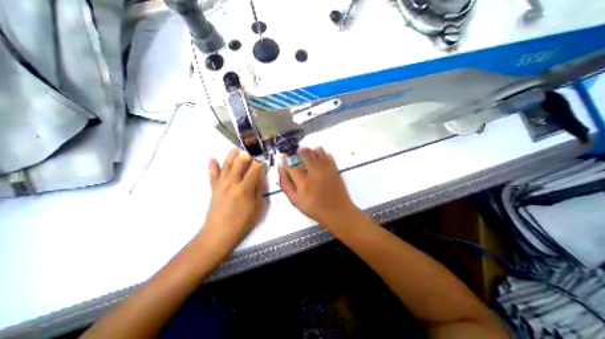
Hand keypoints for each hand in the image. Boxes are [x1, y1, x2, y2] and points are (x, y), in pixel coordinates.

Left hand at [201, 148, 265, 255]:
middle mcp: (232, 183)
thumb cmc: (242, 223)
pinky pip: (212, 175)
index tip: (262, 158)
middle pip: (239, 164)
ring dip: (231, 156)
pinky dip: (212, 166)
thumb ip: (258, 191)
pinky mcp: (214, 189)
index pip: (254, 170)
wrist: (218, 234)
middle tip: (251, 150)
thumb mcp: (257, 208)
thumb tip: (259, 179)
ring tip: (235, 148)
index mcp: (245, 188)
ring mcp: (221, 185)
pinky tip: (212, 158)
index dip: (259, 162)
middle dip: (246, 155)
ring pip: (226, 166)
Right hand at [278, 146, 357, 227]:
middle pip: (305, 152)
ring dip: (311, 151)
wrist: (338, 212)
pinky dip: (322, 155)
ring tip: (310, 159)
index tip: (283, 159)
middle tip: (297, 156)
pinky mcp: (335, 168)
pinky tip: (319, 162)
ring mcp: (327, 169)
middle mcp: (315, 172)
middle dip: (299, 151)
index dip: (285, 162)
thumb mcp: (296, 201)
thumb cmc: (315, 208)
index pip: (291, 166)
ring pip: (317, 150)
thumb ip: (286, 185)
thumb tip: (282, 170)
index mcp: (304, 182)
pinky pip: (328, 154)